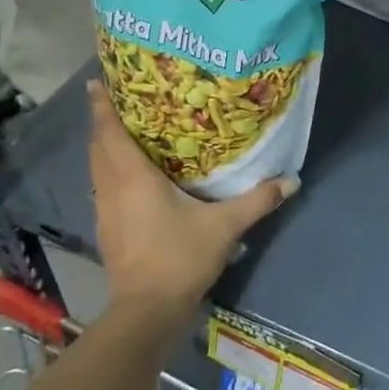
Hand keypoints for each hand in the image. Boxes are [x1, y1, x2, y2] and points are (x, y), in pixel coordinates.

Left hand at [87, 81, 296, 324]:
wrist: (147, 310)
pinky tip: (129, 174)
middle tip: (119, 98)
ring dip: (104, 146)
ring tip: (123, 129)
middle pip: (98, 146)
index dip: (102, 105)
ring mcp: (105, 210)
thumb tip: (291, 180)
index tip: (98, 80)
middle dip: (103, 120)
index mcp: (133, 177)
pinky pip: (103, 186)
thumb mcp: (225, 227)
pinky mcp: (107, 229)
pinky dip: (109, 170)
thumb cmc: (180, 258)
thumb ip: (256, 201)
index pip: (110, 131)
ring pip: (97, 167)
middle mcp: (112, 188)